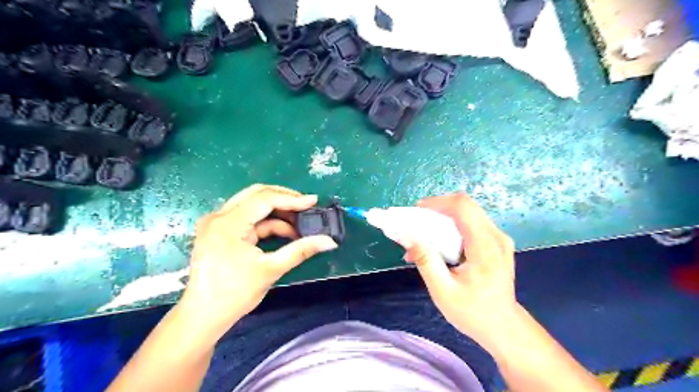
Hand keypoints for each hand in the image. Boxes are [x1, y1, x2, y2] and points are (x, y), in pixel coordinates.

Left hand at [178, 185, 334, 338]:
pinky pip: (248, 218)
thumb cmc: (234, 294)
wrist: (203, 317)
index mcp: (228, 223)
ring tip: (300, 222)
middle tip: (306, 206)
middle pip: (256, 194)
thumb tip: (329, 241)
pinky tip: (285, 231)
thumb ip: (301, 250)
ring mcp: (217, 222)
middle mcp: (219, 216)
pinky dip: (267, 222)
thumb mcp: (271, 270)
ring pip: (253, 204)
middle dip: (284, 199)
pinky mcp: (220, 230)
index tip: (313, 201)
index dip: (292, 199)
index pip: (264, 199)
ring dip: (277, 211)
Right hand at [396, 193, 514, 349]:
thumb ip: (425, 261)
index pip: (462, 207)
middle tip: (416, 222)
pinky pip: (471, 223)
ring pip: (467, 212)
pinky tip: (439, 243)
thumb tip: (407, 236)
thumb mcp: (443, 291)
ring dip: (443, 218)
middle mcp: (496, 236)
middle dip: (437, 209)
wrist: (503, 327)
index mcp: (485, 246)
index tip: (416, 211)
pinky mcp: (496, 242)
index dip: (437, 202)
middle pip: (465, 205)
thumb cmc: (473, 312)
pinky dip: (451, 226)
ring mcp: (498, 237)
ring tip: (424, 235)